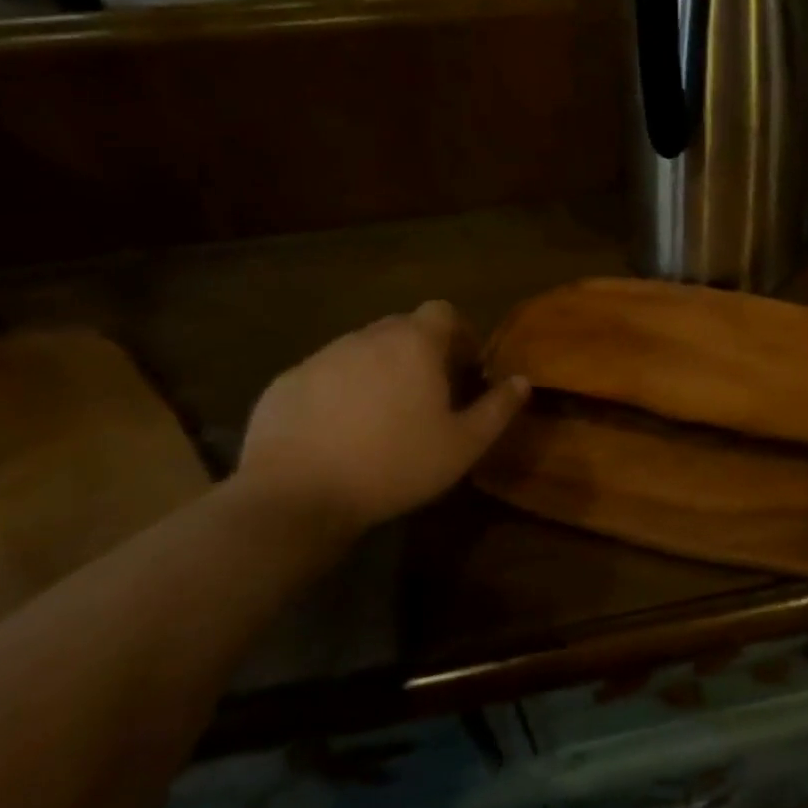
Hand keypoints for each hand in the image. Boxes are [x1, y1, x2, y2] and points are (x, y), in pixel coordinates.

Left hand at [237, 302, 528, 541]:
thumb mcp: (463, 445)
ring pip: (362, 351)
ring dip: (380, 371)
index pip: (444, 312)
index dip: (460, 334)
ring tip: (383, 416)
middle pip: (403, 328)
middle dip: (421, 352)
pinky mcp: (286, 382)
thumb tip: (522, 381)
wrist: (295, 496)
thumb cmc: (394, 465)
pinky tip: (339, 432)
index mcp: (414, 344)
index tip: (464, 369)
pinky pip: (325, 375)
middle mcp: (367, 337)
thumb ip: (498, 408)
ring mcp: (321, 357)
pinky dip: (340, 392)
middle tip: (429, 395)